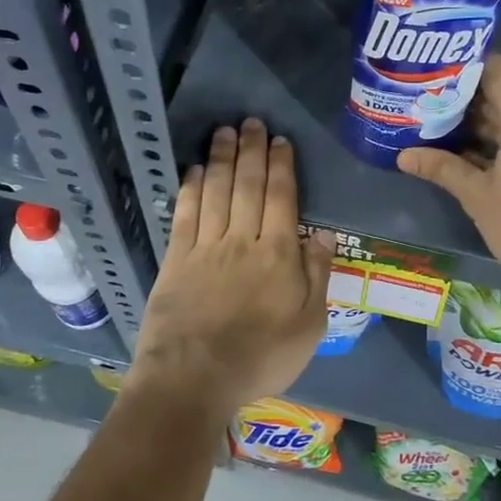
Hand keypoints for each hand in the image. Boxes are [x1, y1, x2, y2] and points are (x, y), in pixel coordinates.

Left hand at [128, 119, 332, 421]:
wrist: (194, 378)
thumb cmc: (260, 357)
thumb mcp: (309, 325)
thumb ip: (317, 275)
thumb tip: (325, 233)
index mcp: (278, 254)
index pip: (282, 198)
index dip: (281, 166)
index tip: (279, 140)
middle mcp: (241, 240)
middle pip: (247, 186)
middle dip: (251, 151)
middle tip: (251, 122)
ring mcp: (205, 247)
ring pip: (215, 192)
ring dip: (220, 159)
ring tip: (224, 131)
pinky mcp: (176, 260)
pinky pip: (185, 215)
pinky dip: (190, 189)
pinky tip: (193, 170)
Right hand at [398, 55, 500, 294]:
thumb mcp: (477, 195)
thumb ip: (442, 168)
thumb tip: (403, 156)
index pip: (494, 69)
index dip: (463, 67)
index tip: (433, 73)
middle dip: (465, 102)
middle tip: (426, 105)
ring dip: (482, 127)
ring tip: (440, 130)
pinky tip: (469, 156)